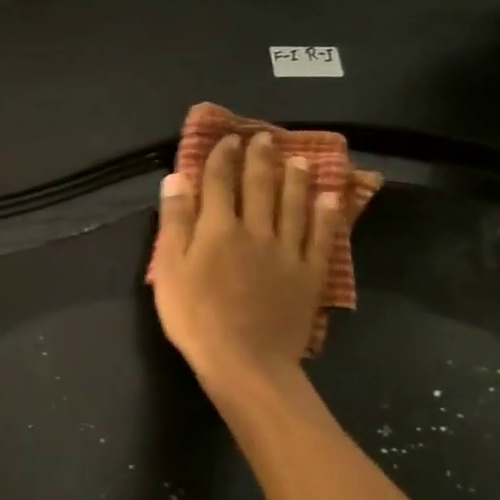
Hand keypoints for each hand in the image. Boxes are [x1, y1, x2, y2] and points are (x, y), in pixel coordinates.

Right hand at [151, 133, 341, 382]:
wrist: (245, 362)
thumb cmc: (195, 317)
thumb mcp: (169, 270)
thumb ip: (175, 223)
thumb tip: (176, 178)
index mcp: (218, 229)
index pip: (219, 183)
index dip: (222, 158)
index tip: (228, 139)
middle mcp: (256, 230)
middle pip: (260, 186)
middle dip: (260, 159)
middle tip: (265, 137)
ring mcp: (287, 252)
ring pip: (294, 204)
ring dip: (296, 178)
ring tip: (298, 159)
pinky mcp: (309, 274)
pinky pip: (320, 236)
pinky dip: (326, 213)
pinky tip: (329, 197)